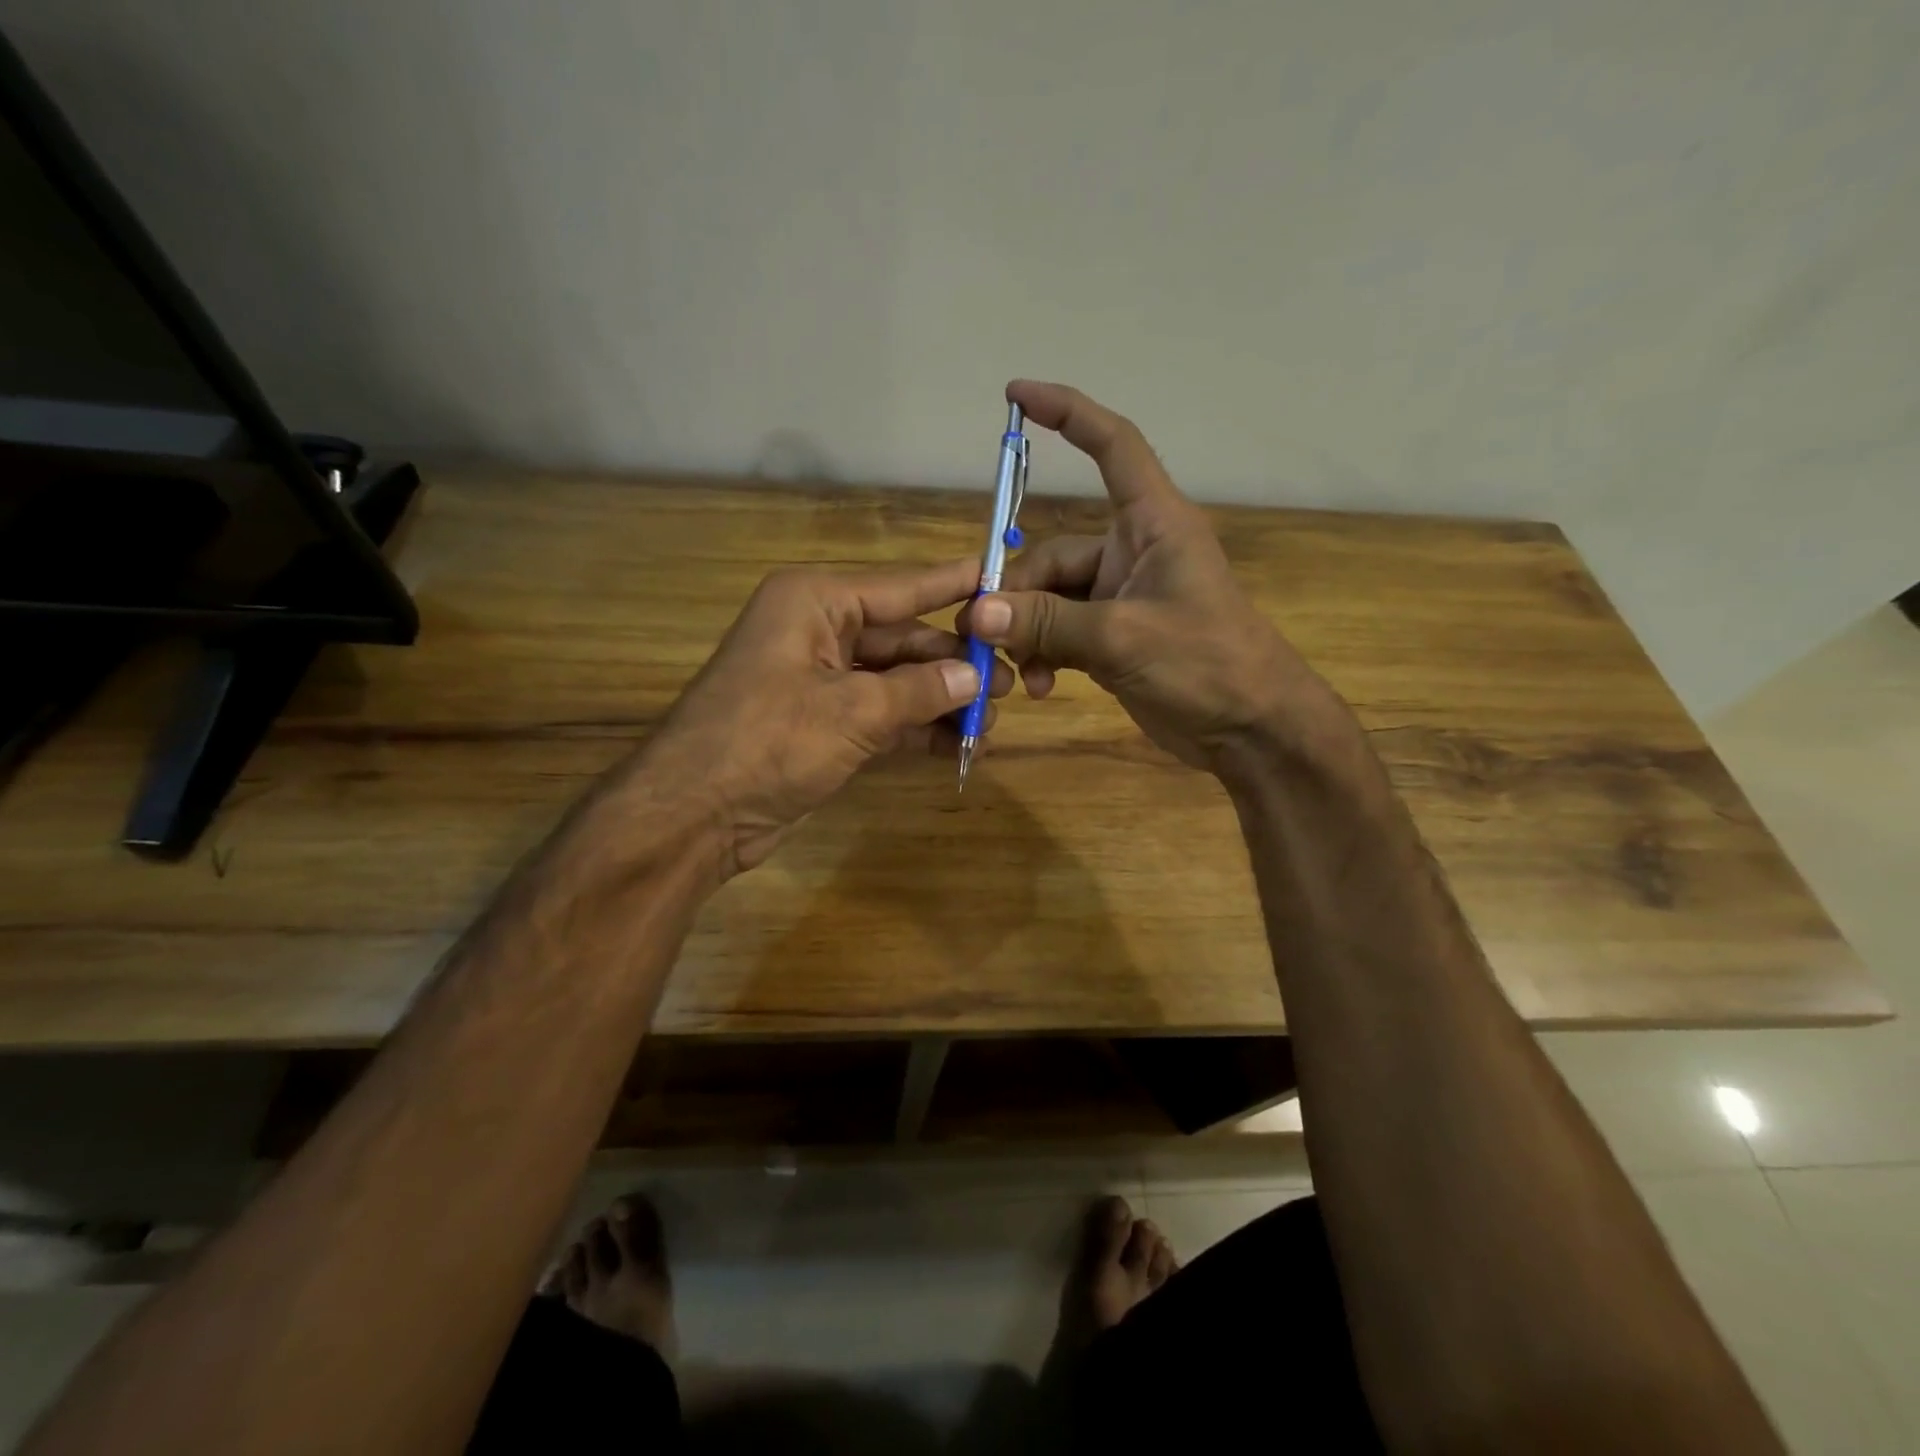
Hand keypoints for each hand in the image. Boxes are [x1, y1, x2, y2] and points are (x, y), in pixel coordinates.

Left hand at [628, 560, 1011, 876]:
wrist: (694, 814)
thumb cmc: (769, 742)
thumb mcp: (852, 712)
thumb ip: (918, 691)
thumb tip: (974, 677)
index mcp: (815, 603)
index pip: (900, 588)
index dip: (951, 586)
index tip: (999, 579)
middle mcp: (817, 632)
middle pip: (901, 639)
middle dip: (953, 664)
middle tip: (1009, 683)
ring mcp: (818, 681)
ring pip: (894, 681)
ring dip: (939, 701)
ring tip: (992, 722)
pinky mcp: (820, 724)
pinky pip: (880, 715)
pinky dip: (914, 729)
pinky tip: (958, 745)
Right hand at [959, 380, 1336, 773]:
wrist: (1251, 729)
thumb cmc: (1207, 664)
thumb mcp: (1123, 638)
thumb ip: (1049, 623)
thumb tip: (978, 612)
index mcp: (1153, 524)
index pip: (1113, 446)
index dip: (1068, 413)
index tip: (1016, 396)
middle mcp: (1133, 552)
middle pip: (1053, 553)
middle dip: (1018, 594)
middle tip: (985, 632)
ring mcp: (1121, 598)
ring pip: (1050, 600)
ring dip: (1027, 634)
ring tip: (1019, 674)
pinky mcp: (1112, 638)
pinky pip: (1060, 633)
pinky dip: (1043, 655)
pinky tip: (1038, 686)